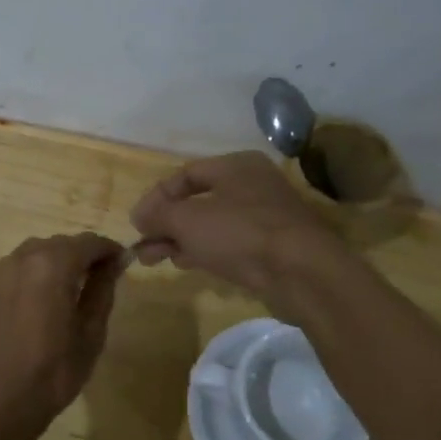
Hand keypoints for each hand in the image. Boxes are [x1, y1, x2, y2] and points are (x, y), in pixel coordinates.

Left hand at [0, 233, 125, 439]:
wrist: (0, 402)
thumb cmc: (55, 371)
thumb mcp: (91, 332)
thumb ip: (102, 289)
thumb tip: (113, 262)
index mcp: (52, 265)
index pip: (88, 242)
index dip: (108, 249)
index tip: (122, 262)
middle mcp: (21, 259)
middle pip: (59, 244)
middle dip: (81, 254)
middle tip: (98, 278)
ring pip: (34, 253)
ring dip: (55, 262)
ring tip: (68, 289)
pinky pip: (14, 271)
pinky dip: (32, 276)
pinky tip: (39, 303)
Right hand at [129, 151, 339, 298]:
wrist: (302, 273)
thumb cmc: (240, 233)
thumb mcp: (187, 220)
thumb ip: (158, 215)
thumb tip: (139, 216)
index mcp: (236, 166)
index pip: (185, 175)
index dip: (156, 197)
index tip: (137, 222)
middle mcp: (253, 185)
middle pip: (198, 201)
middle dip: (166, 224)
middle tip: (143, 246)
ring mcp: (266, 217)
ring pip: (212, 224)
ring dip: (181, 240)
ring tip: (155, 260)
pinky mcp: (273, 247)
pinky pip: (230, 243)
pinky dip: (205, 250)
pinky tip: (186, 264)